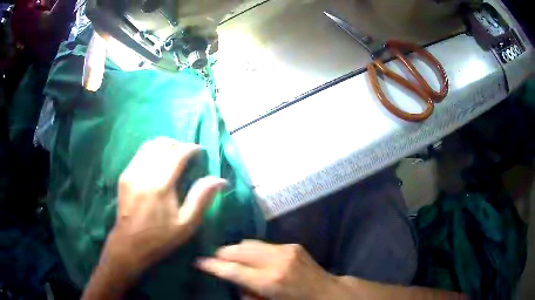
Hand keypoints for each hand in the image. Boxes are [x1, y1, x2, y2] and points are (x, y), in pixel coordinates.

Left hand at [100, 138, 226, 279]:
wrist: (130, 244)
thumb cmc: (161, 238)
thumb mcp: (186, 225)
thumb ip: (201, 199)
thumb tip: (220, 180)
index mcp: (160, 186)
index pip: (177, 154)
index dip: (191, 148)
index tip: (200, 152)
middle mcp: (144, 173)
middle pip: (163, 144)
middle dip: (178, 144)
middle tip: (188, 153)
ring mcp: (131, 172)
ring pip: (150, 145)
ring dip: (165, 145)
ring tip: (174, 154)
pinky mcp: (124, 175)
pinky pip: (140, 153)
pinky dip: (153, 151)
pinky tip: (159, 162)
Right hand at [196, 240, 344, 299]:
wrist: (327, 292)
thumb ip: (249, 294)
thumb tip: (236, 282)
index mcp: (270, 282)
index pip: (233, 270)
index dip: (213, 265)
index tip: (199, 262)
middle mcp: (277, 261)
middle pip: (238, 251)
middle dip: (222, 254)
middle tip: (214, 259)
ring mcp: (286, 250)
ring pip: (249, 243)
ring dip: (236, 250)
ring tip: (229, 257)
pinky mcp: (292, 245)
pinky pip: (263, 244)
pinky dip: (252, 249)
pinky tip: (251, 257)